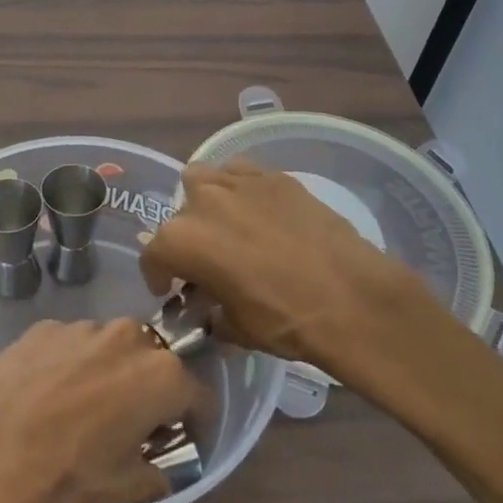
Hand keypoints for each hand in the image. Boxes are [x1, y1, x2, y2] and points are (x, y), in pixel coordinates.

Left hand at [0, 319, 208, 502]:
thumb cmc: (68, 471)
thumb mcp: (125, 490)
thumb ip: (157, 476)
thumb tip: (159, 468)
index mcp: (162, 375)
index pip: (199, 396)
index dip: (196, 422)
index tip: (182, 441)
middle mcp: (129, 336)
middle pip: (154, 362)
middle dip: (150, 390)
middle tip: (130, 424)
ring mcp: (83, 326)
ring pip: (110, 348)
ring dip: (108, 372)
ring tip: (81, 408)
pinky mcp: (44, 327)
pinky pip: (71, 345)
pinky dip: (69, 365)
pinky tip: (45, 395)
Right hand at [140, 160, 439, 371]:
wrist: (349, 296)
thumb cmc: (284, 319)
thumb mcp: (237, 329)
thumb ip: (212, 313)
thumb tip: (212, 311)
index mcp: (181, 241)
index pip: (153, 255)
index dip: (159, 276)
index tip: (171, 290)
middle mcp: (201, 202)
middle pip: (179, 213)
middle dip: (187, 236)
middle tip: (207, 259)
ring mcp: (238, 182)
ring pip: (205, 178)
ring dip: (207, 200)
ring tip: (227, 224)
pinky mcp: (274, 176)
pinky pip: (242, 174)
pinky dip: (242, 190)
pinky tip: (260, 213)